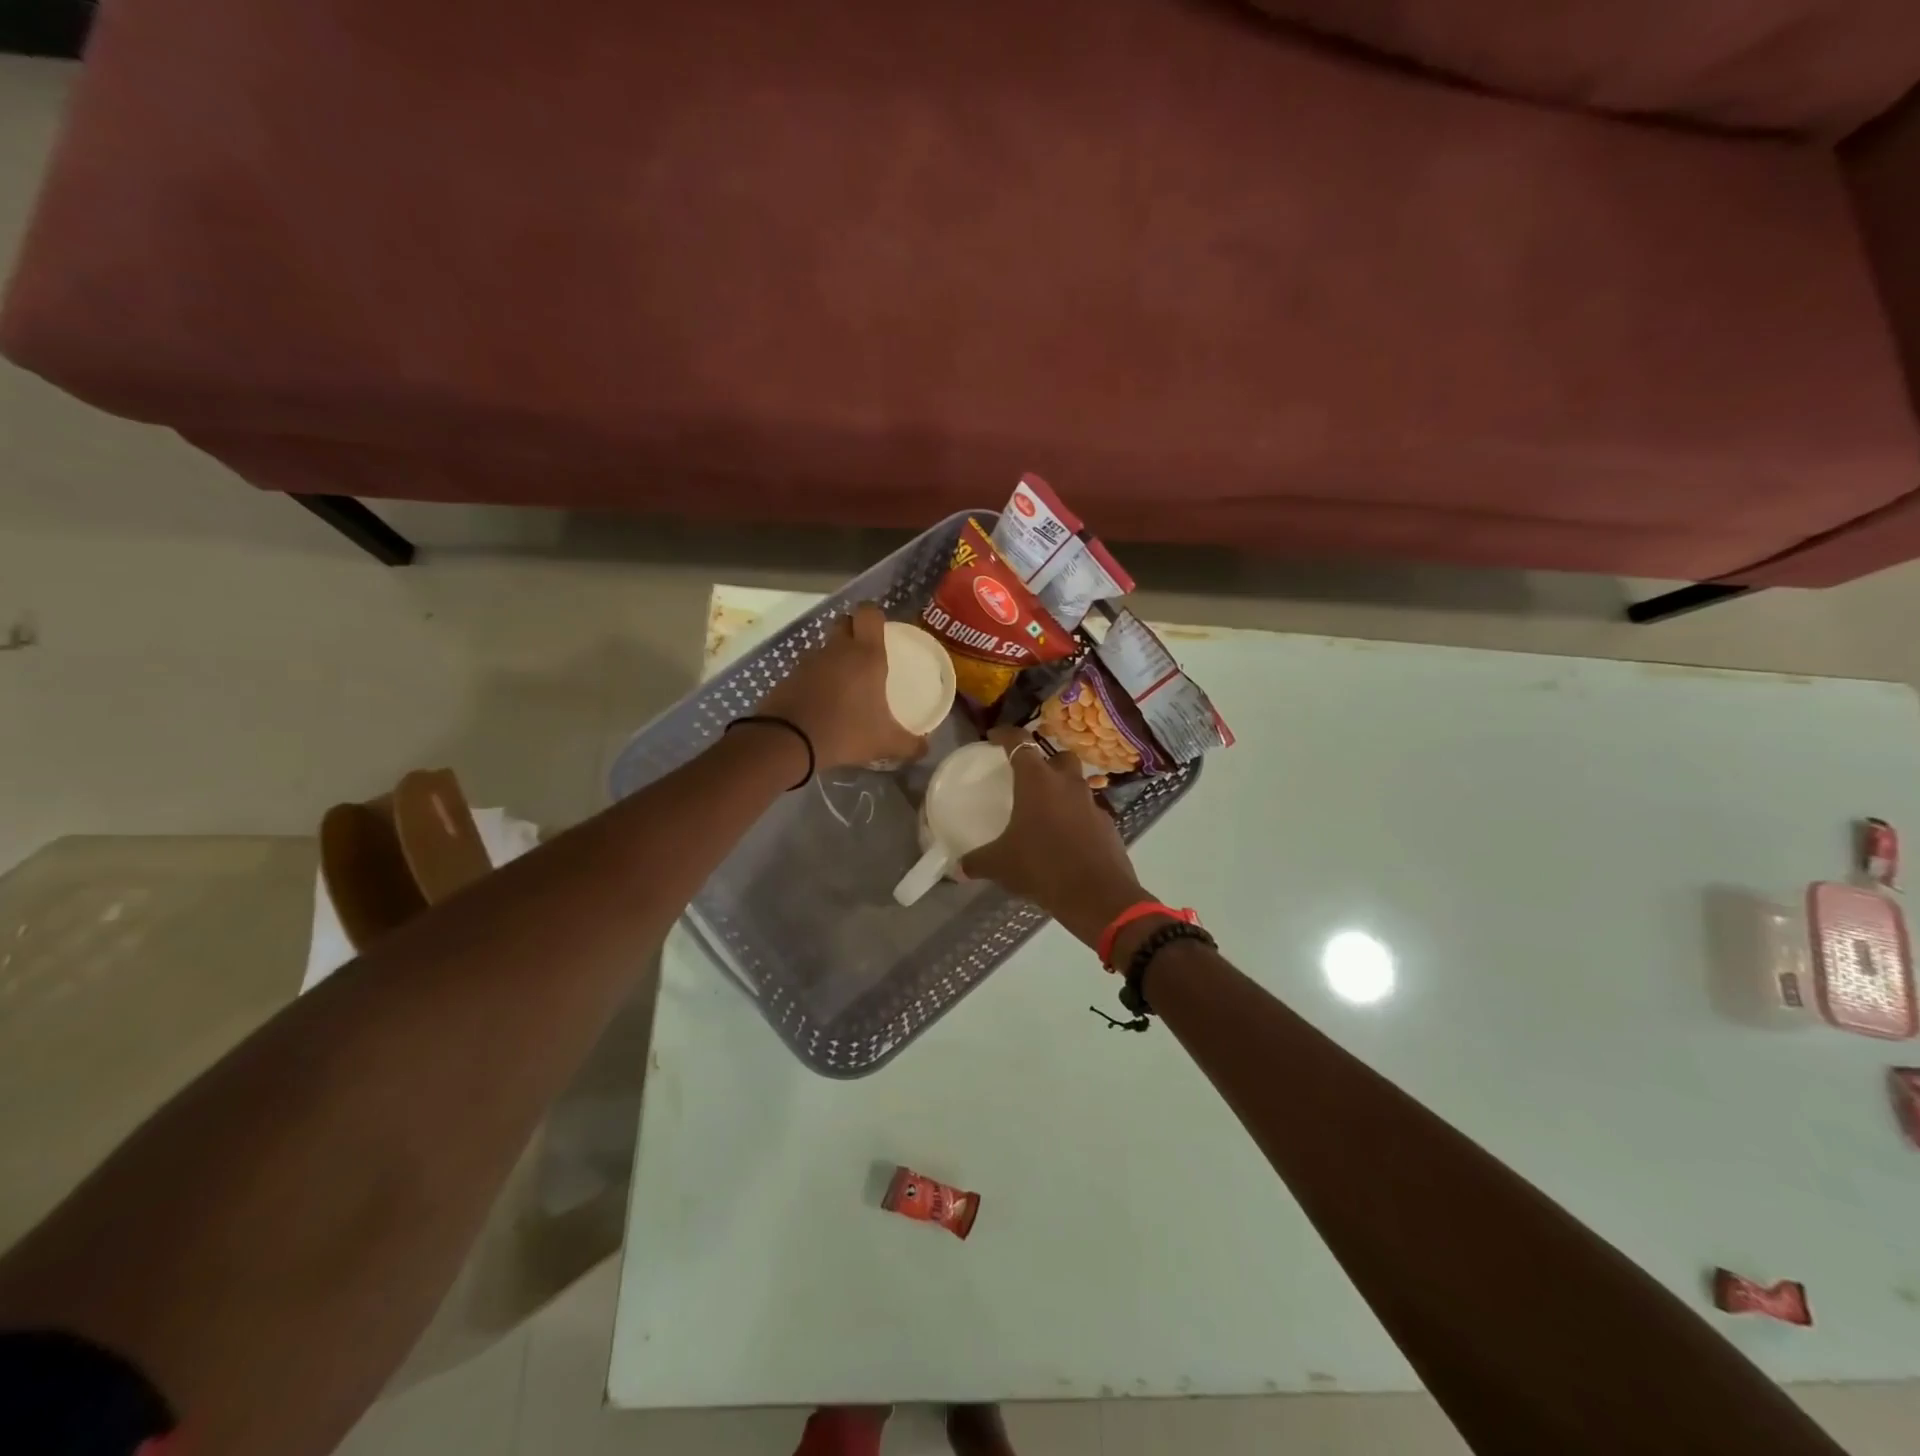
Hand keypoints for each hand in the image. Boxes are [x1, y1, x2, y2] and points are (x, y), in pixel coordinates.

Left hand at [760, 602, 928, 770]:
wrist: (788, 740)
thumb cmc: (845, 731)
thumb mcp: (885, 743)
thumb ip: (910, 744)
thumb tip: (926, 747)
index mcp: (866, 654)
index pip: (869, 612)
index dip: (875, 616)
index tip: (882, 632)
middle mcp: (838, 649)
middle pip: (844, 622)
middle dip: (854, 631)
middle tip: (865, 656)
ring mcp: (810, 660)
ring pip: (826, 646)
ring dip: (834, 658)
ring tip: (845, 685)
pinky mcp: (790, 675)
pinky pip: (808, 668)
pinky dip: (816, 678)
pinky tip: (823, 701)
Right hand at [962, 728, 1148, 947]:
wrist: (1097, 895)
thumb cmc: (1042, 867)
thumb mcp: (1000, 865)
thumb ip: (977, 861)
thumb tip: (958, 867)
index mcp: (1037, 781)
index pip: (1019, 743)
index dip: (1005, 735)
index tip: (993, 737)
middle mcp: (1067, 783)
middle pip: (1058, 756)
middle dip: (1045, 761)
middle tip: (1028, 777)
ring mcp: (1091, 803)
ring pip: (1077, 783)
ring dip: (1062, 790)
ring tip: (1046, 810)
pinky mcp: (1107, 825)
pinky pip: (1088, 811)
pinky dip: (1076, 817)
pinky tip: (1065, 838)